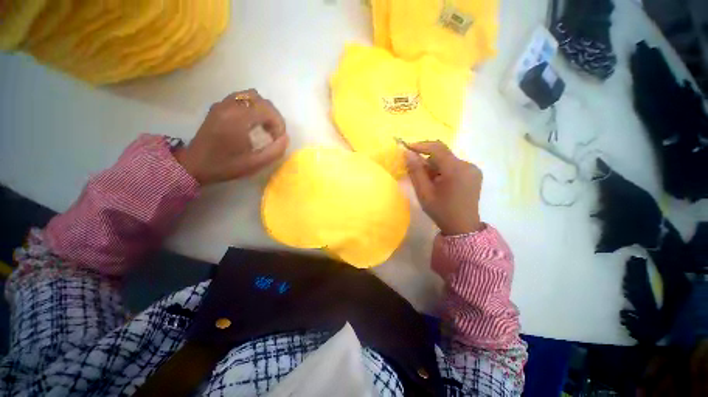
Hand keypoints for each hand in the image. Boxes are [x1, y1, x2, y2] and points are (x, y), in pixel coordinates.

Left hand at [175, 89, 288, 184]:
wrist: (195, 164)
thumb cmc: (226, 166)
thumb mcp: (255, 164)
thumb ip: (275, 151)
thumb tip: (285, 138)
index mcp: (237, 119)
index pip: (267, 109)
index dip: (279, 123)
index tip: (278, 139)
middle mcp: (229, 106)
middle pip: (260, 100)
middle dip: (273, 116)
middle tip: (273, 134)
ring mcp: (222, 104)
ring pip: (250, 96)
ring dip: (263, 110)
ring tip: (264, 127)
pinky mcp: (218, 106)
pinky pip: (240, 98)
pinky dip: (251, 107)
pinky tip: (251, 122)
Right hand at [405, 141, 482, 234]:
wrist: (462, 227)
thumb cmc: (441, 211)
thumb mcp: (424, 192)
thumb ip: (415, 171)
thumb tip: (407, 153)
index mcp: (456, 170)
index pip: (437, 148)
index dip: (420, 145)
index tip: (406, 147)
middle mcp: (467, 165)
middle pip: (443, 153)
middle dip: (426, 159)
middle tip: (414, 168)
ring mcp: (473, 169)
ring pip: (448, 159)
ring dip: (434, 166)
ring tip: (428, 181)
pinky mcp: (474, 173)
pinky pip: (454, 165)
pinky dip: (443, 169)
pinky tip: (439, 182)